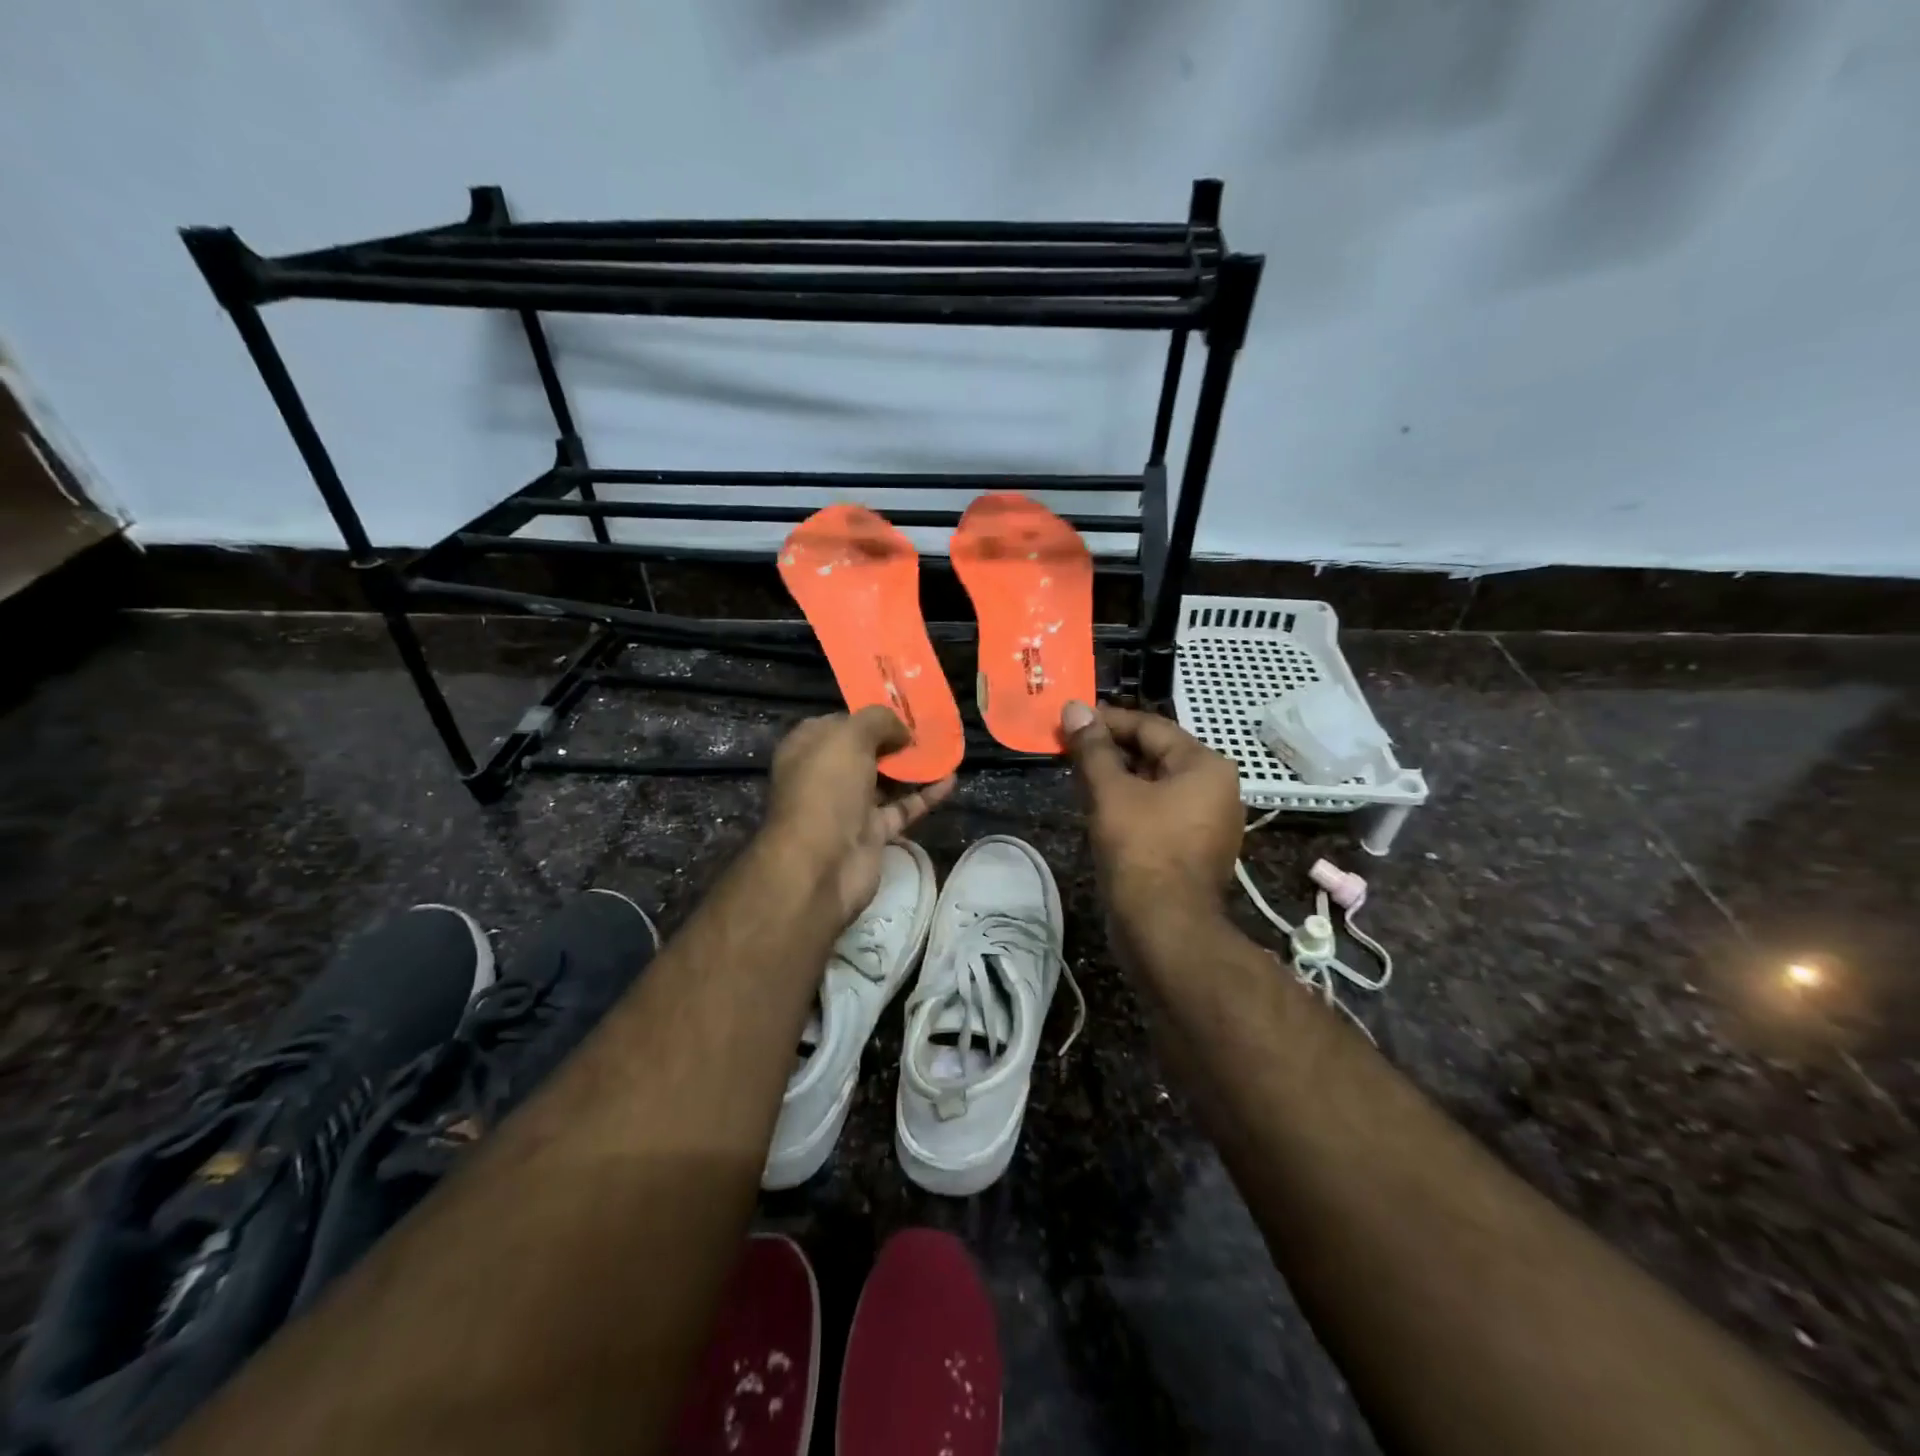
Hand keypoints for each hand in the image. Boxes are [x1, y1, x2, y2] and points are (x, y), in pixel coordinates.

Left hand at [763, 707, 954, 924]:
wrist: (821, 864)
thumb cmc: (827, 788)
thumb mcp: (849, 737)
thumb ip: (878, 721)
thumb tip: (902, 731)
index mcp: (808, 748)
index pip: (840, 723)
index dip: (869, 715)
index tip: (903, 709)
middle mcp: (826, 775)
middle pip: (866, 751)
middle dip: (896, 740)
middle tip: (929, 729)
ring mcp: (849, 806)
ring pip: (886, 781)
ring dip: (914, 767)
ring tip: (946, 749)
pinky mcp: (872, 833)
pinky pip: (902, 808)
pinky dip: (925, 795)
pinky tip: (951, 779)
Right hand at [1062, 700, 1242, 923]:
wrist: (1165, 929)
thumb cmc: (1141, 851)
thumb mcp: (1111, 792)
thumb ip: (1092, 748)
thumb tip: (1074, 708)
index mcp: (1206, 766)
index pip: (1151, 726)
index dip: (1107, 720)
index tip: (1070, 719)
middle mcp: (1216, 788)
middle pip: (1156, 754)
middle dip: (1111, 749)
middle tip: (1069, 747)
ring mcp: (1208, 822)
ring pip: (1155, 785)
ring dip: (1117, 777)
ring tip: (1077, 775)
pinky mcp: (1193, 849)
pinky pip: (1159, 811)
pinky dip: (1130, 804)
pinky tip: (1099, 808)